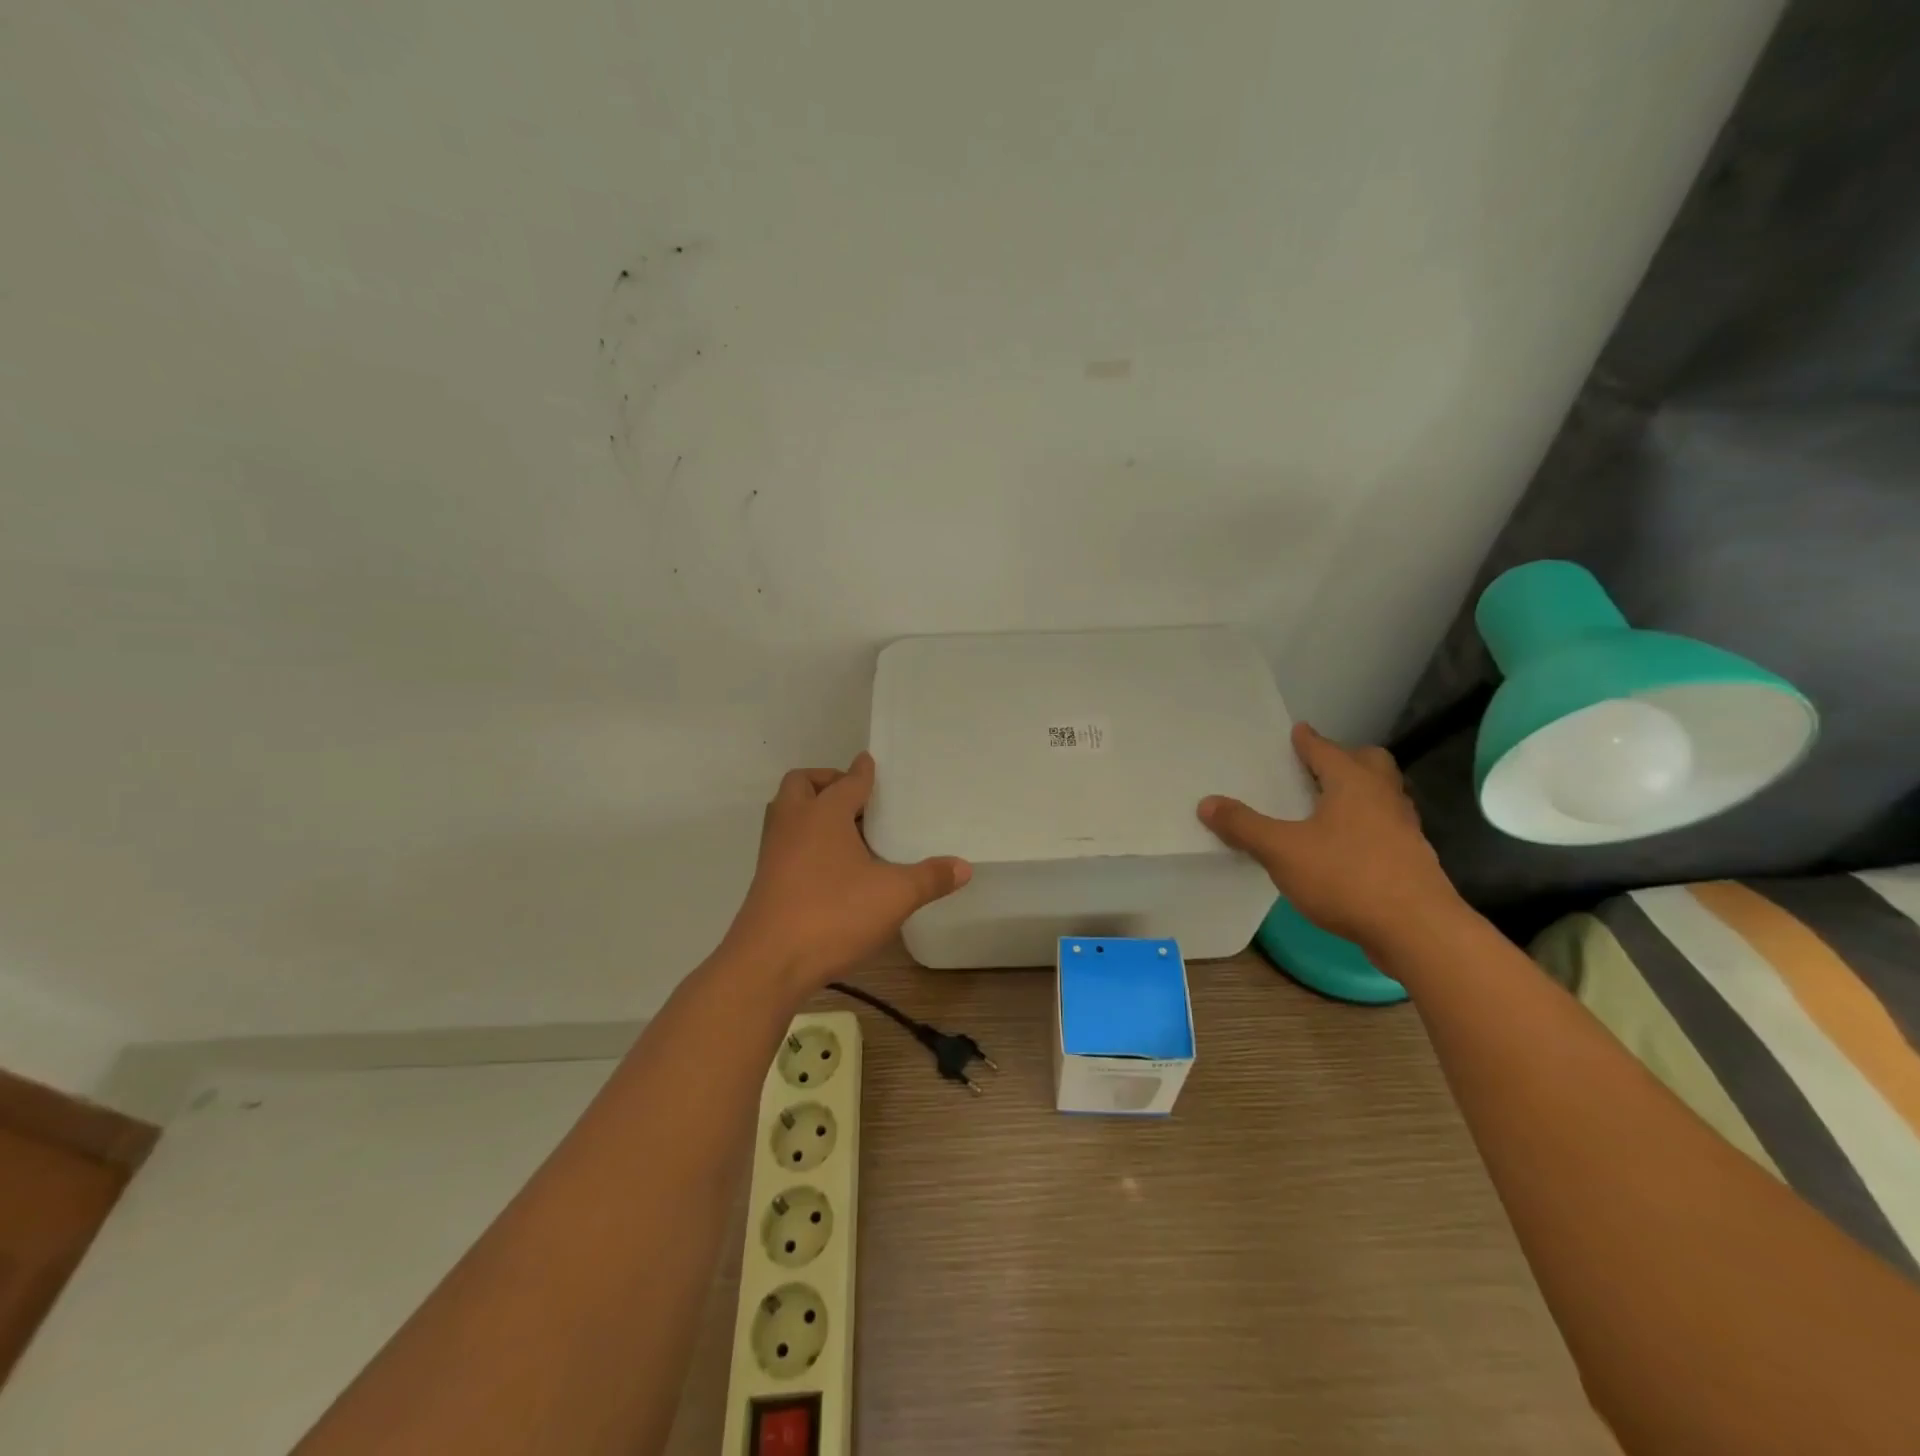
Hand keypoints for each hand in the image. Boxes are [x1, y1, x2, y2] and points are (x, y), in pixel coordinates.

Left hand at [725, 752, 971, 990]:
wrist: (768, 962)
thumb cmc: (833, 914)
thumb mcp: (894, 895)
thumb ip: (930, 878)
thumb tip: (964, 866)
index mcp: (824, 813)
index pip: (848, 781)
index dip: (863, 772)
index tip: (870, 763)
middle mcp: (793, 822)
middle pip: (803, 784)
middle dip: (827, 782)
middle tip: (856, 799)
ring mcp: (774, 851)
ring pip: (788, 812)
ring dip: (811, 810)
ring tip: (845, 831)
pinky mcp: (766, 878)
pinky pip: (785, 841)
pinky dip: (804, 839)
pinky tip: (830, 867)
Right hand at [1197, 722, 1458, 954]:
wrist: (1417, 931)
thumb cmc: (1346, 877)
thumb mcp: (1281, 851)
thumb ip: (1244, 826)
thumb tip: (1206, 803)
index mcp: (1353, 783)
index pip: (1326, 750)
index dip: (1308, 741)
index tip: (1298, 731)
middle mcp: (1384, 797)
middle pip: (1370, 763)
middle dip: (1346, 759)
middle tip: (1319, 767)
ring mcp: (1404, 829)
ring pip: (1383, 795)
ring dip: (1360, 792)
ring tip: (1329, 805)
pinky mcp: (1412, 860)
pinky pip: (1386, 827)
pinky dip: (1367, 825)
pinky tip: (1346, 847)